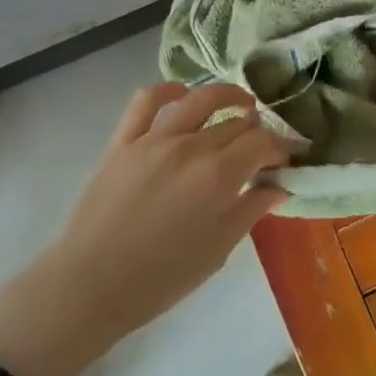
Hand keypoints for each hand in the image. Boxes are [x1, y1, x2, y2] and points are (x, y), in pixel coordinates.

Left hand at [49, 83, 291, 337]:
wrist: (91, 285)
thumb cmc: (162, 277)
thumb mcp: (218, 249)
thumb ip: (251, 210)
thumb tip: (279, 186)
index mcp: (218, 176)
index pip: (262, 143)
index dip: (280, 149)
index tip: (284, 162)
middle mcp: (190, 147)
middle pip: (235, 123)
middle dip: (256, 132)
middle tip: (261, 149)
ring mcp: (154, 139)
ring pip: (198, 99)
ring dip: (226, 96)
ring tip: (239, 104)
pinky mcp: (123, 141)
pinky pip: (146, 101)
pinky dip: (168, 90)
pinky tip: (182, 94)